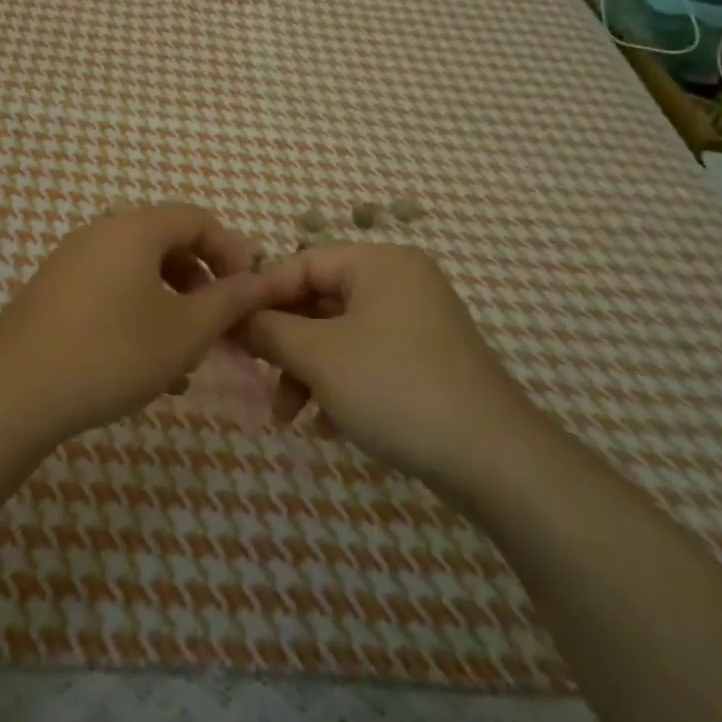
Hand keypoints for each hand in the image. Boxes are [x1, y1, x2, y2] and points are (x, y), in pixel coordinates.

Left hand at [0, 202, 272, 442]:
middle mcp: (100, 233)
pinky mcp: (52, 291)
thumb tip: (262, 281)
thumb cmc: (113, 352)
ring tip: (183, 354)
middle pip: (166, 242)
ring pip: (137, 271)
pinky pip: (109, 289)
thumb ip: (228, 301)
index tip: (246, 292)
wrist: (14, 391)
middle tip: (216, 324)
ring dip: (170, 303)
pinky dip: (136, 313)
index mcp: (134, 228)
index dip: (231, 250)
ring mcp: (71, 261)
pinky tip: (142, 363)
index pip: (196, 218)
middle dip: (200, 281)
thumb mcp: (185, 331)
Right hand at [241, 243, 544, 488]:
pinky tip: (325, 426)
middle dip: (283, 345)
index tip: (227, 329)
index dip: (261, 296)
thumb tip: (233, 316)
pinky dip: (338, 385)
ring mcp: (417, 322)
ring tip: (286, 418)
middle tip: (252, 376)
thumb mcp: (318, 356)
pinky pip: (366, 359)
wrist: (494, 459)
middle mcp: (400, 282)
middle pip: (319, 302)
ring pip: (339, 336)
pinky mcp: (426, 360)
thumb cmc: (395, 388)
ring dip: (306, 373)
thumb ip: (268, 329)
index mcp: (380, 263)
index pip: (302, 264)